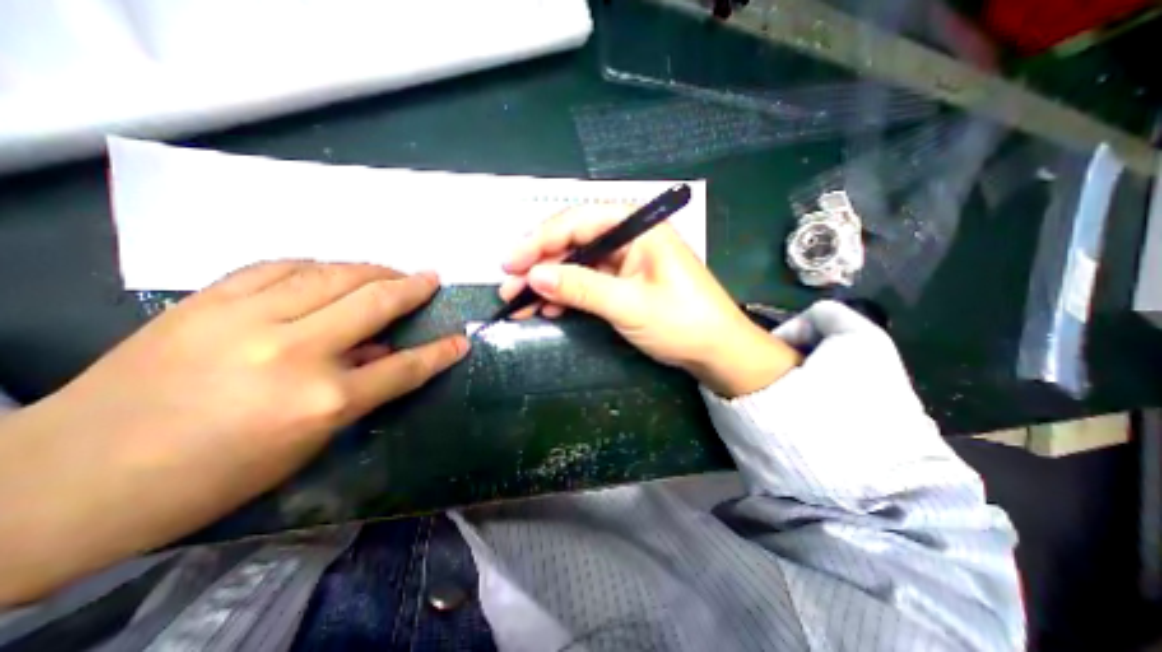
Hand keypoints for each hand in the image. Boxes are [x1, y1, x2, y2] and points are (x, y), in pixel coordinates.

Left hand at [3, 259, 466, 604]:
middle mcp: (294, 352)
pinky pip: (279, 267)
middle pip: (374, 303)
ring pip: (331, 275)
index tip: (461, 339)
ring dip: (371, 269)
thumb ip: (355, 391)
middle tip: (430, 278)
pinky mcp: (205, 302)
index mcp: (322, 401)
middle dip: (412, 287)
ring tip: (389, 271)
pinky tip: (329, 269)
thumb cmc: (211, 476)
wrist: (65, 481)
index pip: (404, 367)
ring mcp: (246, 320)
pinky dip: (316, 265)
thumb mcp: (306, 443)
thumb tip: (381, 350)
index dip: (440, 352)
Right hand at [499, 206, 799, 394]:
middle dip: (539, 264)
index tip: (510, 263)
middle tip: (509, 286)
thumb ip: (581, 287)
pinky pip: (588, 282)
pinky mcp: (624, 283)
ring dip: (549, 282)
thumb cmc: (682, 323)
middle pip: (574, 242)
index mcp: (638, 228)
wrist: (717, 352)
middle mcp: (630, 237)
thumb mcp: (628, 305)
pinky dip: (566, 295)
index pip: (578, 221)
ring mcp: (626, 261)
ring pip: (577, 264)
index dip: (540, 240)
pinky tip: (548, 308)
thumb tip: (534, 276)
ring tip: (520, 302)